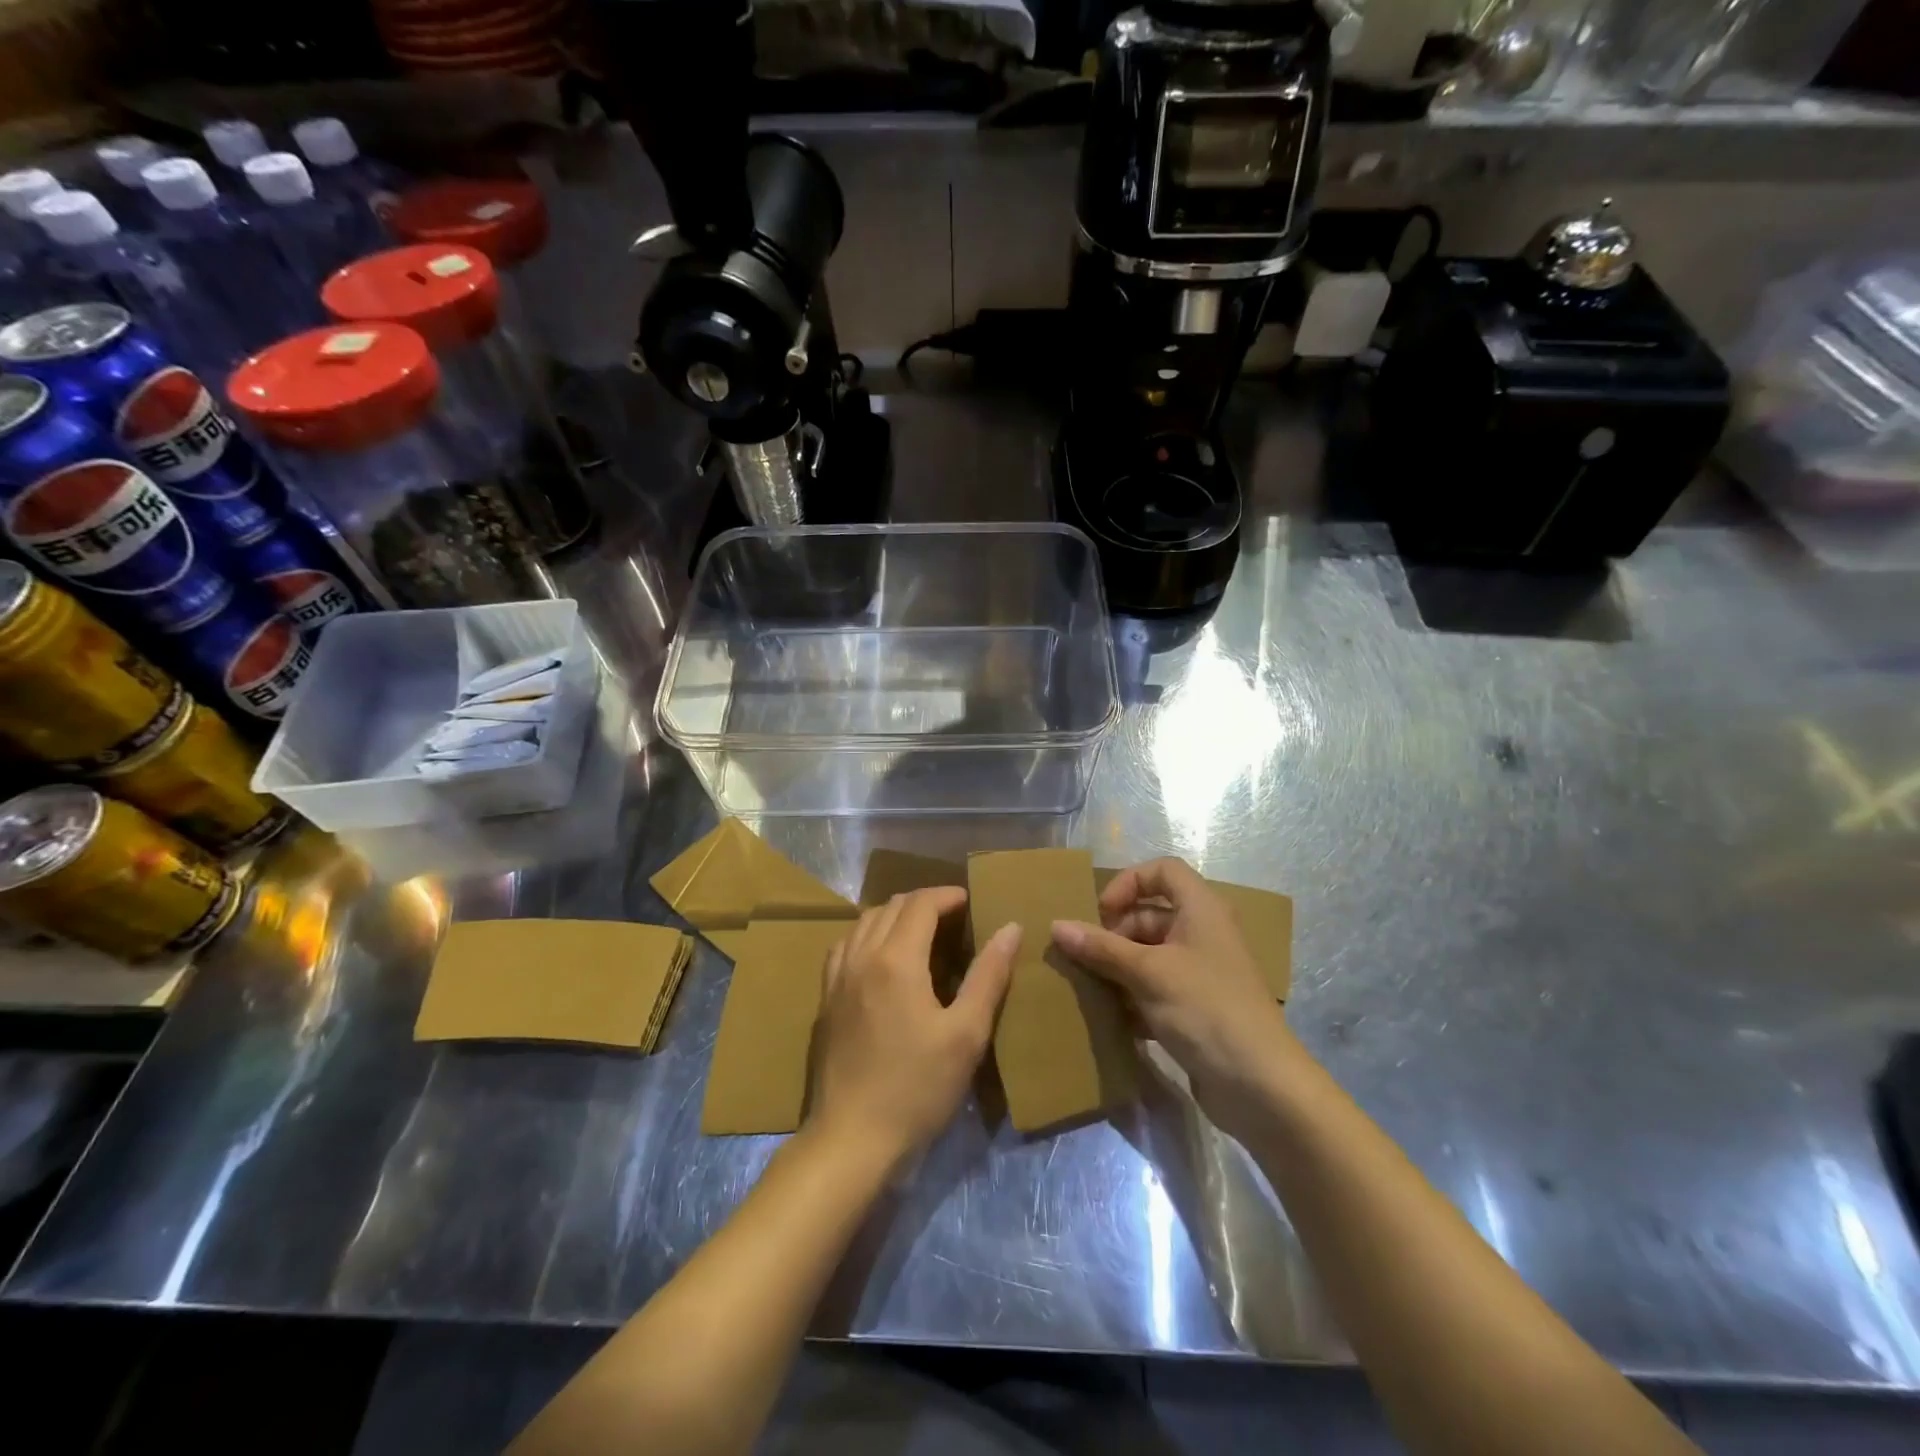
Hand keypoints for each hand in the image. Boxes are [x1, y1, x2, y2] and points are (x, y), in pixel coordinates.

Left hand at [809, 887, 1019, 1169]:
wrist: (851, 1139)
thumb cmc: (917, 1088)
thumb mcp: (966, 1034)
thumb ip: (989, 976)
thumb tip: (1011, 928)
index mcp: (896, 959)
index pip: (921, 904)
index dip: (949, 896)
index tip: (973, 903)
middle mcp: (861, 956)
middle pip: (892, 906)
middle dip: (925, 903)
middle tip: (955, 919)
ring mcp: (837, 977)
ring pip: (865, 922)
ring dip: (896, 916)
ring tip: (923, 934)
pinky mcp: (826, 999)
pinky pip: (846, 945)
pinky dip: (869, 935)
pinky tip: (883, 959)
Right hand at [1052, 858, 1294, 1139]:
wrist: (1261, 1086)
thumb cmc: (1206, 1010)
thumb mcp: (1148, 973)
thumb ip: (1101, 948)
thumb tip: (1056, 926)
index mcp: (1201, 910)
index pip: (1162, 871)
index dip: (1129, 883)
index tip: (1103, 913)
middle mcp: (1202, 934)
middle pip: (1149, 916)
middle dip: (1114, 934)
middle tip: (1085, 959)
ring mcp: (1201, 973)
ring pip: (1149, 956)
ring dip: (1118, 968)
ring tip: (1089, 988)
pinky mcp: (1196, 1009)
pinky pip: (1155, 989)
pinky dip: (1133, 997)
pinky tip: (1112, 1018)